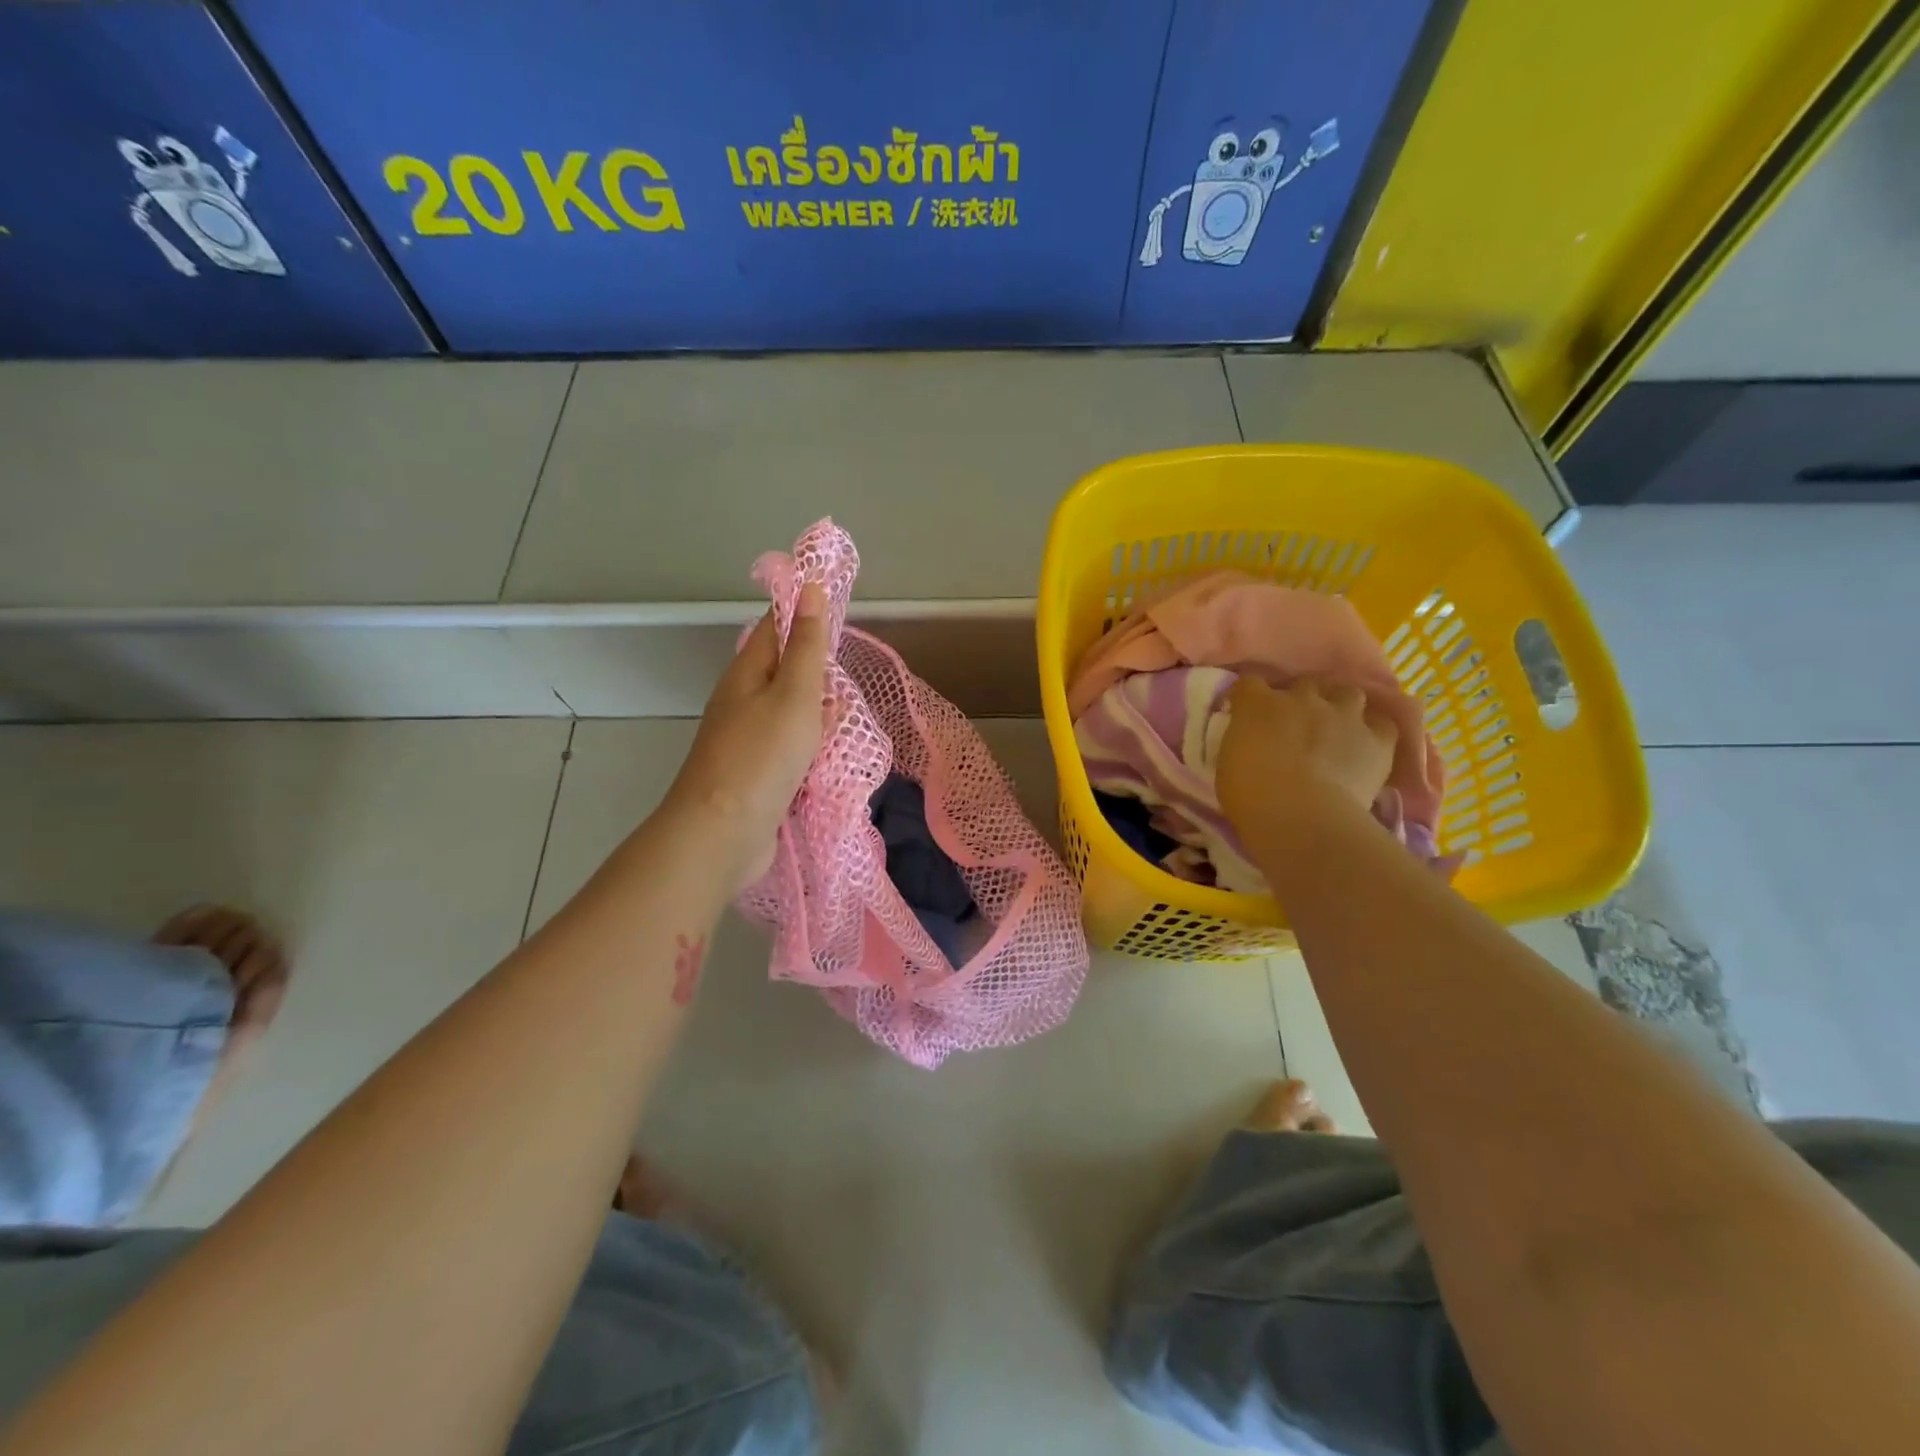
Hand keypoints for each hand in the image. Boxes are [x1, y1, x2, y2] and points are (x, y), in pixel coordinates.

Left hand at [664, 584, 829, 887]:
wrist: (723, 834)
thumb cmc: (762, 756)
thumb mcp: (794, 694)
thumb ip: (807, 646)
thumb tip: (808, 588)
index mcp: (747, 673)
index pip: (775, 626)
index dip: (803, 611)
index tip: (838, 604)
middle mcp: (743, 701)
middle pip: (784, 671)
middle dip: (817, 668)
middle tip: (851, 669)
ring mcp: (748, 740)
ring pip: (790, 713)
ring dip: (818, 712)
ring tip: (847, 714)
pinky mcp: (757, 774)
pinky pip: (790, 748)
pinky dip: (811, 747)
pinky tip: (830, 755)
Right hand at [1216, 677, 1397, 844]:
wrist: (1300, 815)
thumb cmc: (1249, 795)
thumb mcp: (1228, 763)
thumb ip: (1242, 742)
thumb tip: (1251, 741)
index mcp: (1258, 704)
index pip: (1249, 683)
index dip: (1250, 696)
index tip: (1247, 712)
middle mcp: (1302, 698)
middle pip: (1304, 684)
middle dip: (1300, 699)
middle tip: (1296, 723)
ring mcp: (1343, 715)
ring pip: (1348, 693)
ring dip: (1342, 707)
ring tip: (1337, 728)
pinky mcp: (1377, 738)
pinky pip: (1382, 724)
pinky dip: (1375, 732)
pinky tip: (1367, 747)